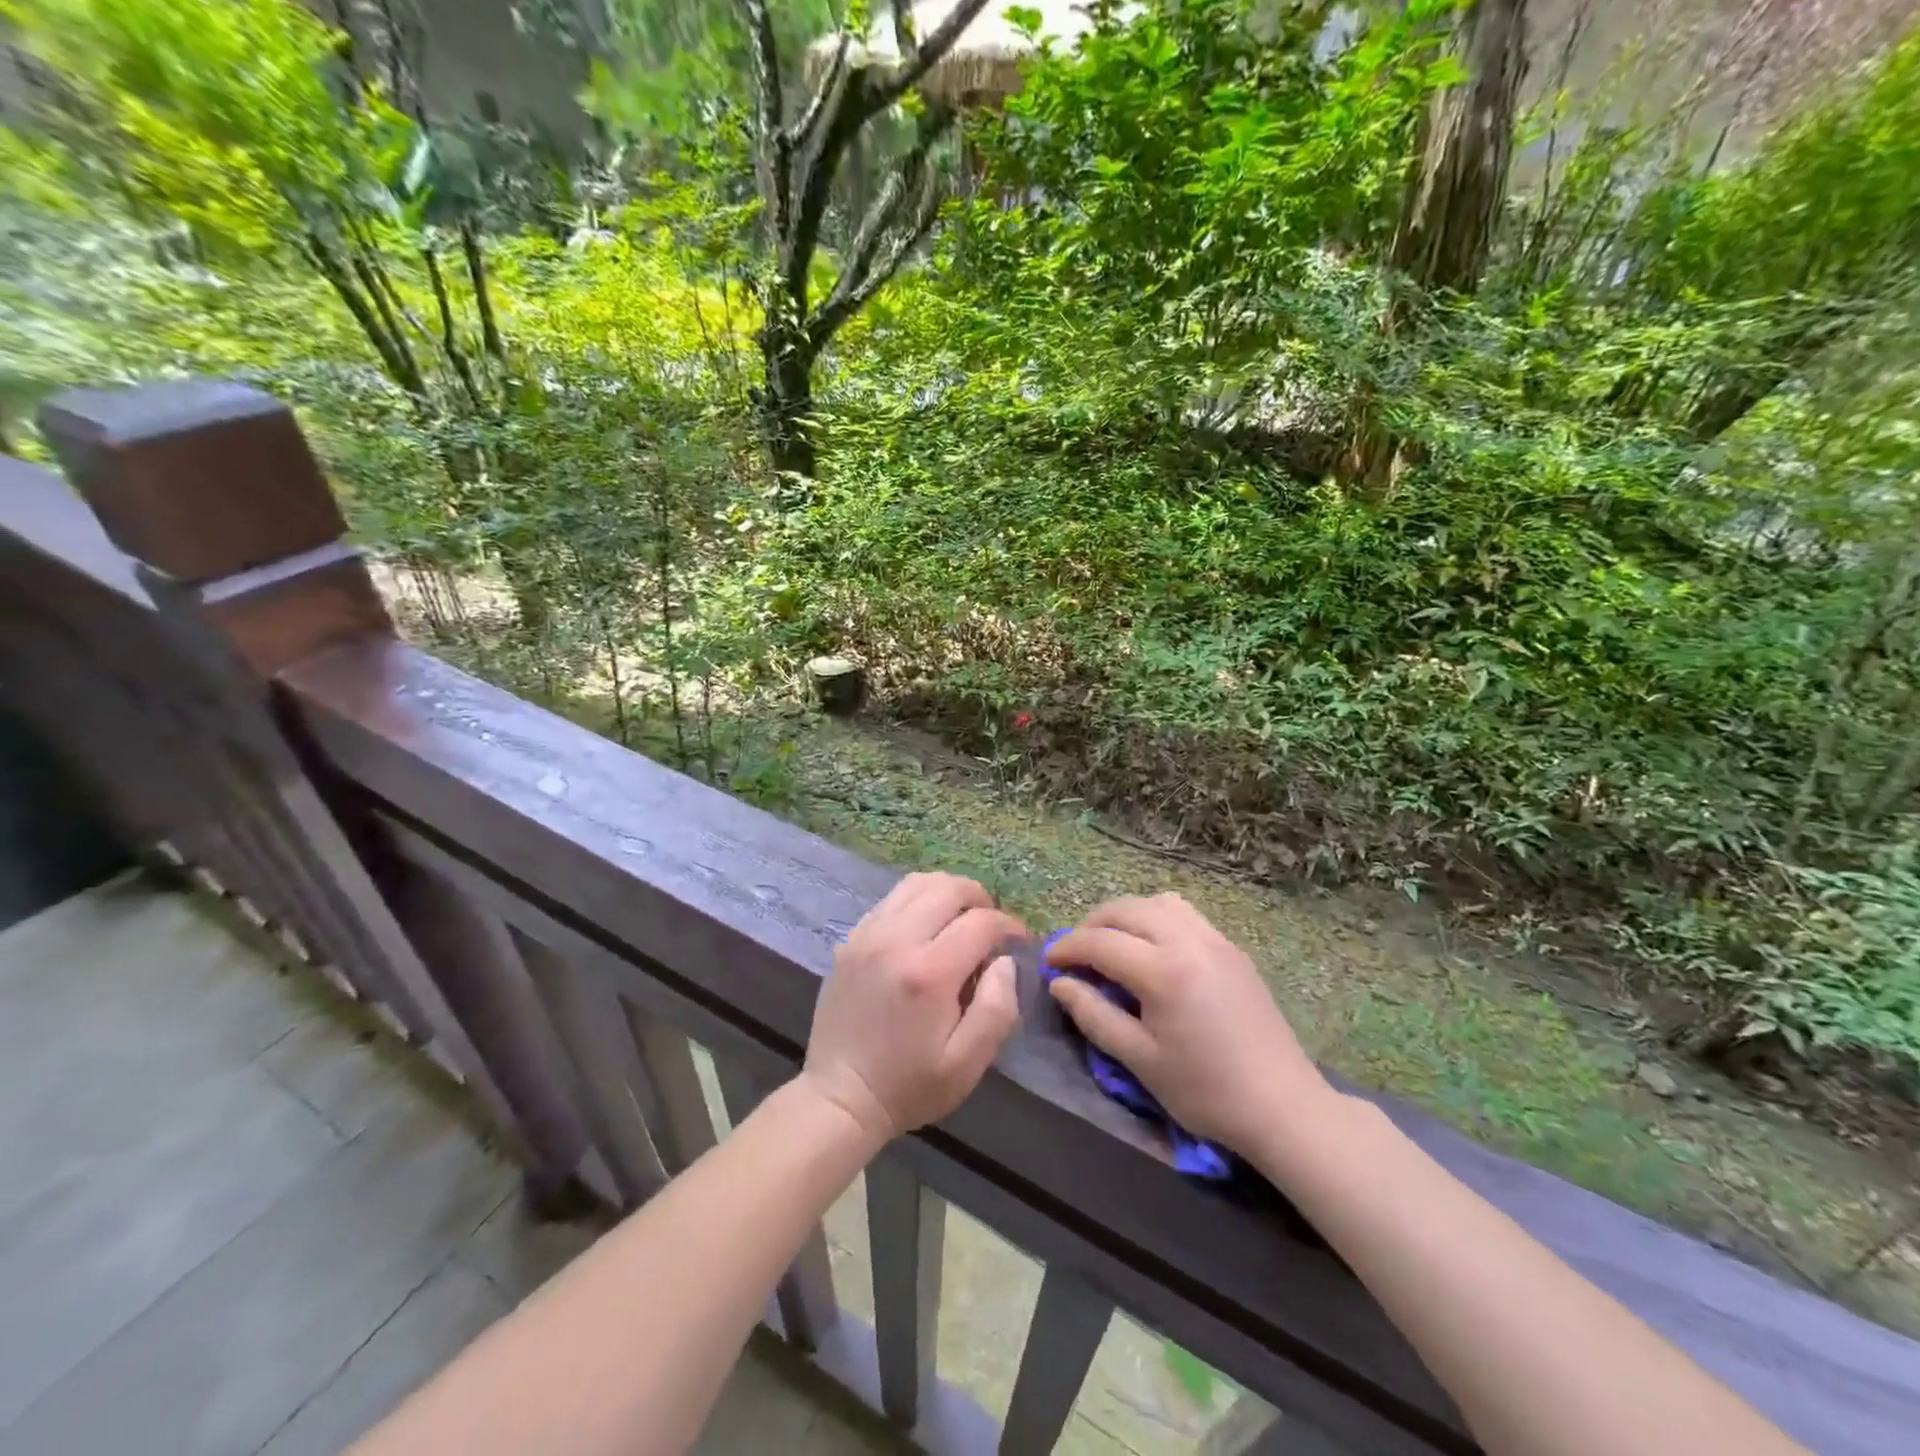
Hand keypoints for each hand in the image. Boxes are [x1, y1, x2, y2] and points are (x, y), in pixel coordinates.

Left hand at [802, 872, 1023, 1144]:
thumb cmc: (909, 1086)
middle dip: (980, 899)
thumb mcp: (967, 1064)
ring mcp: (868, 935)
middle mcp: (896, 940)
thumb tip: (1004, 961)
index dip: (1009, 926)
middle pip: (948, 888)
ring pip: (917, 883)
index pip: (981, 922)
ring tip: (961, 918)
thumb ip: (997, 1008)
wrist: (839, 1097)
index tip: (1019, 941)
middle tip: (991, 926)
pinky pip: (891, 899)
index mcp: (929, 972)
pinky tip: (926, 929)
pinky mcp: (851, 939)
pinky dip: (918, 901)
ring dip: (947, 892)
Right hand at [1046, 893, 1332, 1153]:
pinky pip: (1185, 913)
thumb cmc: (1205, 1091)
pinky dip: (1157, 918)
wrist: (1283, 1106)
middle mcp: (1189, 940)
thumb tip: (1060, 984)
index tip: (1048, 963)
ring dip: (1126, 915)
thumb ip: (1094, 1015)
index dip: (1068, 948)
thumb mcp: (1140, 1060)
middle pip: (1126, 909)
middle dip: (1092, 924)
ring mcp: (1216, 939)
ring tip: (1112, 943)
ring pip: (1157, 902)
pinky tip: (1152, 949)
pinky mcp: (1232, 949)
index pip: (1100, 942)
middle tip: (1074, 952)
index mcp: (1164, 970)